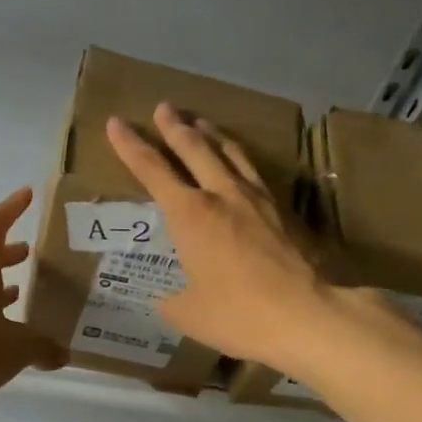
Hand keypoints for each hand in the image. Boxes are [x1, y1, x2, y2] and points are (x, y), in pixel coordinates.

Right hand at [105, 104, 333, 373]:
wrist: (304, 313)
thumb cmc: (237, 314)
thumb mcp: (189, 314)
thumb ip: (173, 301)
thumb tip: (169, 299)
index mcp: (189, 215)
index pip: (152, 170)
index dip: (130, 146)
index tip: (116, 123)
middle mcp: (221, 194)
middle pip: (194, 148)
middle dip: (174, 126)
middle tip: (164, 107)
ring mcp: (257, 199)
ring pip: (230, 152)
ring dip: (211, 134)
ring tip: (201, 123)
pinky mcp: (283, 210)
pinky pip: (254, 172)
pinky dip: (240, 158)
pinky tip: (241, 164)